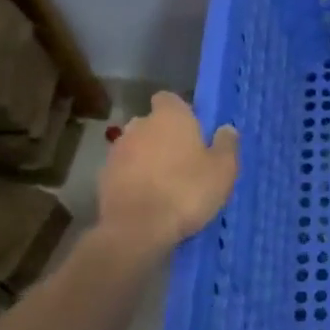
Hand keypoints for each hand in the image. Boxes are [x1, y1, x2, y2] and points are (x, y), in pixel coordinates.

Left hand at [99, 92, 238, 251]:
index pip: (169, 99)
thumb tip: (226, 129)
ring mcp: (117, 151)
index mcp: (170, 117)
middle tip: (182, 161)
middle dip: (163, 137)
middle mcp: (139, 125)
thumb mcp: (223, 170)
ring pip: (136, 147)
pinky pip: (123, 171)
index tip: (192, 131)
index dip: (180, 112)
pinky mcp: (103, 177)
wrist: (137, 229)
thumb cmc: (187, 191)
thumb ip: (227, 145)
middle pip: (151, 123)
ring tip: (163, 184)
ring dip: (146, 159)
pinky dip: (133, 179)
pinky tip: (146, 199)